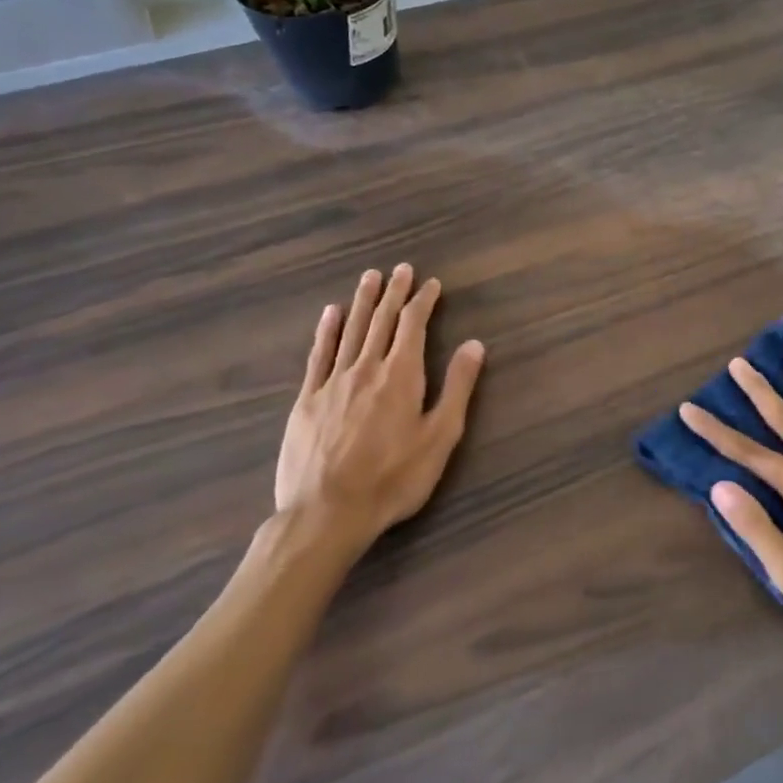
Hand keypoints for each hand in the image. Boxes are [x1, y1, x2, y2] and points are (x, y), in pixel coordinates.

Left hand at [274, 264, 485, 561]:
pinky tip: (330, 314)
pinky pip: (318, 355)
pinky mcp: (307, 400)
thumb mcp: (440, 436)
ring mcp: (333, 382)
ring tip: (369, 278)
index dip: (423, 302)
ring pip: (351, 331)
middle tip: (400, 269)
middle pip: (382, 321)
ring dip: (363, 302)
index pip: (413, 326)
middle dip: (394, 293)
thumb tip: (475, 344)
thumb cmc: (393, 478)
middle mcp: (366, 368)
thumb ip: (457, 387)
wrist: (327, 513)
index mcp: (401, 375)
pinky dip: (326, 331)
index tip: (431, 284)